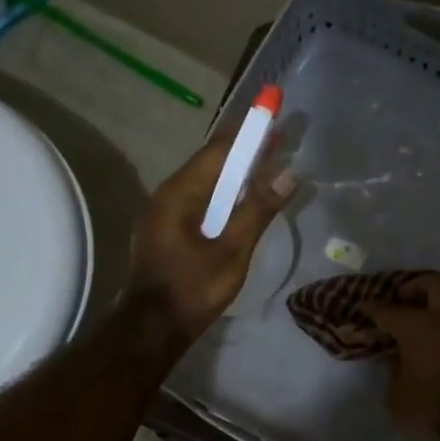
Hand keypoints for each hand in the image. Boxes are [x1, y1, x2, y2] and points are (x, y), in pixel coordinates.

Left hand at [126, 129, 296, 347]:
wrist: (152, 329)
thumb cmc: (192, 289)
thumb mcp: (231, 251)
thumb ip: (258, 210)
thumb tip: (288, 172)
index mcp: (180, 193)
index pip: (220, 149)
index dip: (249, 131)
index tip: (274, 111)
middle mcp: (168, 194)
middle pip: (212, 162)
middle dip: (246, 149)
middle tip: (279, 135)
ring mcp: (165, 214)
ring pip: (206, 183)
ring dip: (237, 172)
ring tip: (268, 162)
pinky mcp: (168, 231)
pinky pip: (201, 201)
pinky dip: (225, 194)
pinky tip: (242, 200)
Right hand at [364, 275, 439, 440]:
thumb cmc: (432, 404)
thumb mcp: (397, 396)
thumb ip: (393, 374)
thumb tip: (397, 364)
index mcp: (417, 325)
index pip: (389, 310)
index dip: (374, 309)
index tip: (364, 307)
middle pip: (435, 285)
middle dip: (417, 286)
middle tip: (402, 296)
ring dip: (436, 308)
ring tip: (418, 322)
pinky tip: (433, 342)